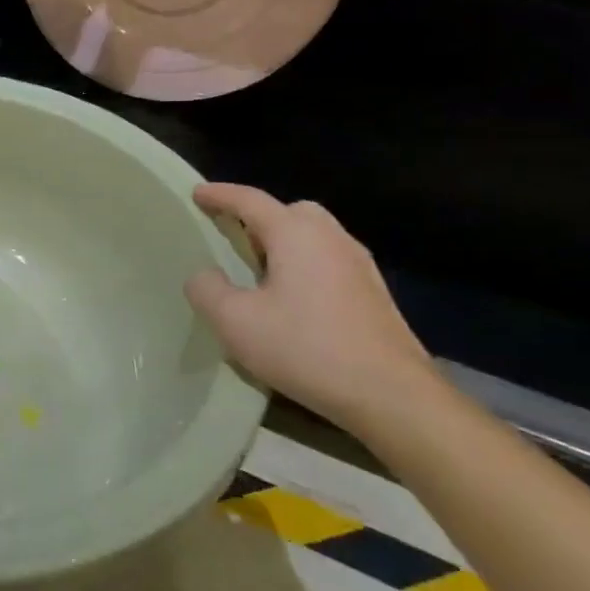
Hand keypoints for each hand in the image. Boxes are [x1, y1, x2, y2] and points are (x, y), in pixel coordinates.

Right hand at [184, 183, 444, 435]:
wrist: (393, 396)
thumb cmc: (306, 348)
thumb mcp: (234, 322)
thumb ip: (207, 290)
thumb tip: (205, 275)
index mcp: (295, 235)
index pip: (250, 200)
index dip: (219, 195)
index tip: (196, 194)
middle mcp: (331, 238)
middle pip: (290, 211)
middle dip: (258, 217)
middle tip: (232, 237)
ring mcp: (359, 265)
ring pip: (314, 236)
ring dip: (284, 243)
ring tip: (259, 272)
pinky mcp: (374, 294)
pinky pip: (329, 261)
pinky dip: (304, 265)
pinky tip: (293, 300)